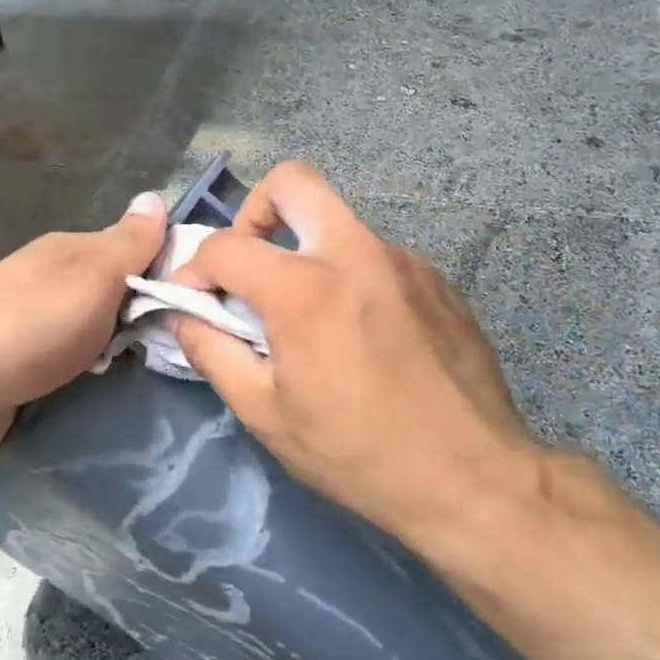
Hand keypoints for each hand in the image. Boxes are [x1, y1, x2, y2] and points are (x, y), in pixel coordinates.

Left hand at [0, 191, 167, 465]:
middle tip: (194, 348)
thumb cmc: (27, 325)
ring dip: (124, 358)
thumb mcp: (91, 277)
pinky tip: (123, 400)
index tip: (209, 304)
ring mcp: (39, 333)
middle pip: (120, 299)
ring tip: (168, 380)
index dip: (173, 273)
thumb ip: (128, 243)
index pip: (137, 252)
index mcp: (71, 253)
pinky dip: (96, 385)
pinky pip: (78, 375)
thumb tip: (156, 196)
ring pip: (101, 340)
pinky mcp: (27, 376)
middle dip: (151, 322)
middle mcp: (56, 287)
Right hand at [172, 162, 541, 538]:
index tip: (194, 301)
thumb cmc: (358, 452)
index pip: (226, 245)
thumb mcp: (266, 414)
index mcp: (305, 287)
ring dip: (307, 251)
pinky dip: (351, 277)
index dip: (194, 269)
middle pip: (293, 182)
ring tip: (311, 317)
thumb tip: (186, 316)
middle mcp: (356, 252)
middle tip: (252, 266)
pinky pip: (377, 256)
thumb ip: (212, 352)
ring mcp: (404, 260)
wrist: (473, 477)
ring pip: (338, 222)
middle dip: (255, 212)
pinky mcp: (437, 279)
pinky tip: (363, 334)